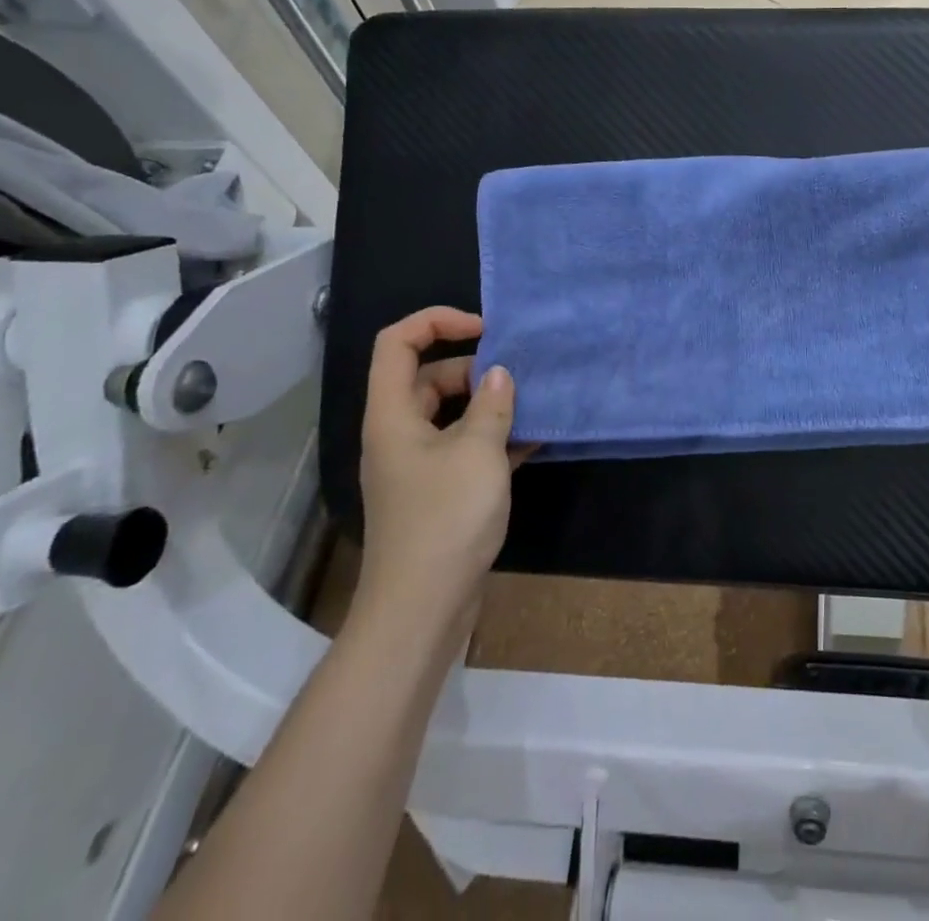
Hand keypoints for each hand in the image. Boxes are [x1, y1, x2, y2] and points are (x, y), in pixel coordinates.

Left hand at [356, 308, 526, 611]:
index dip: (437, 321)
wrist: (422, 608)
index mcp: (393, 414)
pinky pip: (465, 445)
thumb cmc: (445, 519)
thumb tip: (499, 374)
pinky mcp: (438, 489)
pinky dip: (494, 436)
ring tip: (535, 402)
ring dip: (490, 404)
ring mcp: (418, 463)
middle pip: (429, 375)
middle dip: (475, 368)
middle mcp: (399, 432)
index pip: (397, 342)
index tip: (485, 330)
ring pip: (451, 412)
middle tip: (519, 375)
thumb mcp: (477, 451)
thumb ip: (492, 405)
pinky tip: (534, 438)